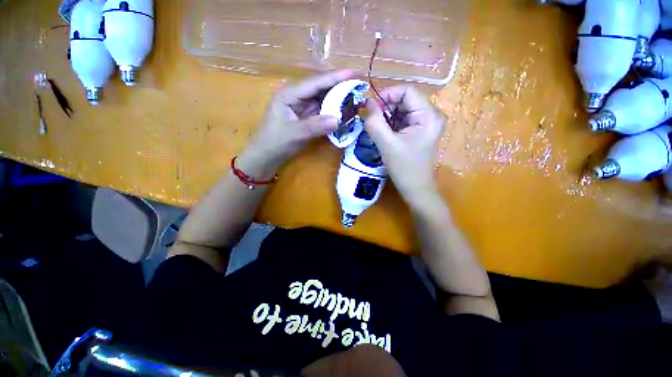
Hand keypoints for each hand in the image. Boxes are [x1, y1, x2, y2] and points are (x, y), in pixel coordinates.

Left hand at [239, 70, 355, 178]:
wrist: (266, 156)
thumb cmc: (275, 142)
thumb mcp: (294, 134)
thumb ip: (315, 126)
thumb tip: (338, 120)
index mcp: (290, 94)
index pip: (315, 82)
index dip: (335, 77)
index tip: (354, 73)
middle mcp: (297, 97)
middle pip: (321, 88)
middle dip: (340, 86)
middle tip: (359, 86)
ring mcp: (302, 107)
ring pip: (323, 99)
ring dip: (338, 99)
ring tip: (355, 97)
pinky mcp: (306, 117)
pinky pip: (322, 111)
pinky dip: (333, 111)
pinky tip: (343, 112)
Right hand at [364, 85, 445, 205]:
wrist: (415, 188)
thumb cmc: (404, 168)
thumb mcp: (386, 144)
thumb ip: (375, 122)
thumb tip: (367, 103)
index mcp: (428, 116)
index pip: (407, 91)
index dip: (387, 94)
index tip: (370, 106)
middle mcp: (431, 115)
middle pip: (405, 99)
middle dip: (386, 107)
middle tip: (372, 119)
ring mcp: (427, 123)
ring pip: (403, 109)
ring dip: (387, 116)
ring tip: (377, 129)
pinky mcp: (420, 130)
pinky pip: (403, 119)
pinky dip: (391, 123)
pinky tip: (384, 133)